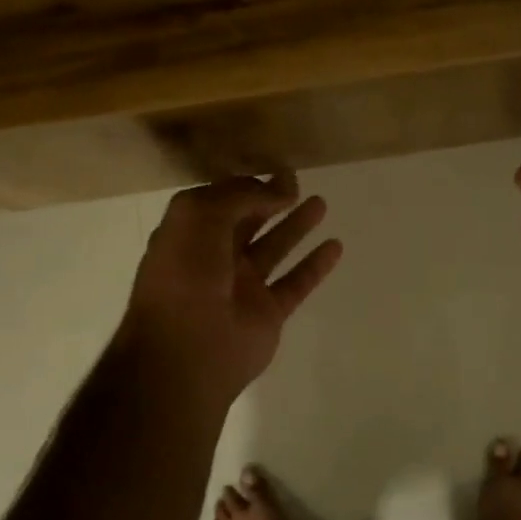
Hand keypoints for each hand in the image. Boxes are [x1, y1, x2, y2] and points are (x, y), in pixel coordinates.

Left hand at [118, 173, 342, 411]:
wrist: (187, 349)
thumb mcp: (200, 216)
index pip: (219, 201)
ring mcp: (242, 287)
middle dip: (270, 199)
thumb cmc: (185, 274)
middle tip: (297, 179)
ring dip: (296, 226)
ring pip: (275, 248)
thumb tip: (280, 188)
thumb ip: (242, 196)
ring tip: (320, 202)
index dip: (244, 185)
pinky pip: (296, 283)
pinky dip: (315, 265)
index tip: (273, 170)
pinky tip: (335, 246)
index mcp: (189, 234)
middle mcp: (214, 258)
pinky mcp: (267, 313)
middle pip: (248, 221)